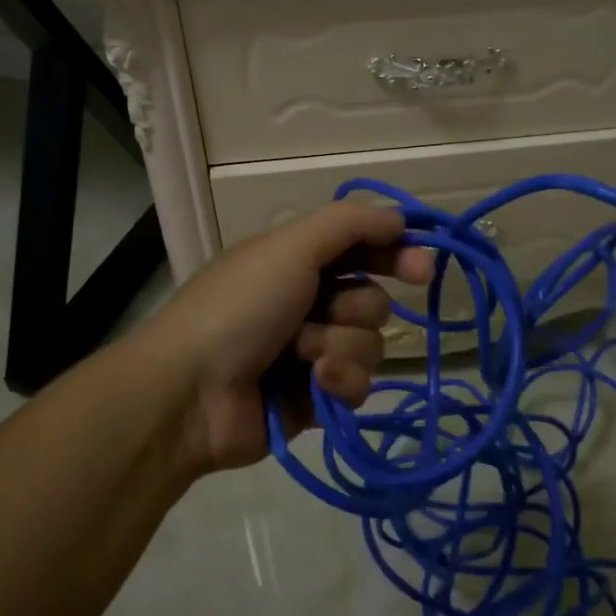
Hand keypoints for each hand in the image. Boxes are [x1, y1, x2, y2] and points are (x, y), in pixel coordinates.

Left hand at [136, 202, 434, 474]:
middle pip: (372, 299)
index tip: (423, 267)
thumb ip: (349, 224)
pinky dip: (340, 381)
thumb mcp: (290, 248)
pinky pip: (358, 385)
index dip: (394, 253)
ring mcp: (310, 352)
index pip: (360, 247)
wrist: (192, 393)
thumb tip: (400, 217)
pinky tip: (316, 384)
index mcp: (295, 261)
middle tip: (334, 311)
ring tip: (304, 355)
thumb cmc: (240, 307)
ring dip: (342, 346)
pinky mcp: (315, 398)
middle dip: (356, 307)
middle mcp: (306, 302)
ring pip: (369, 344)